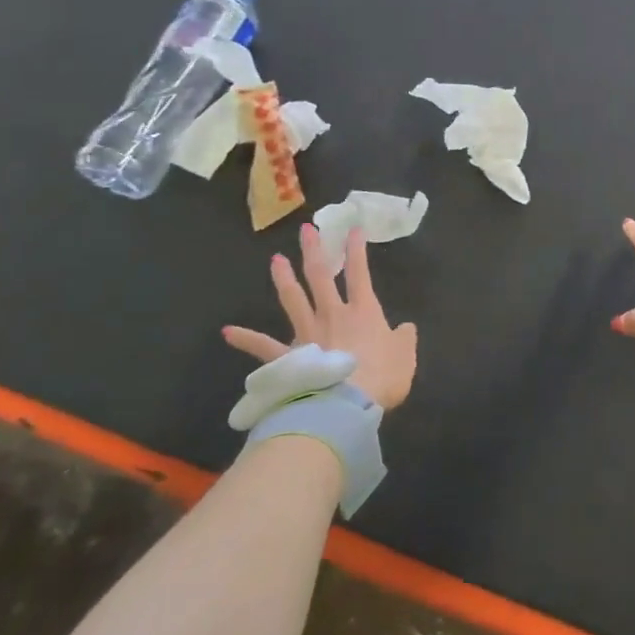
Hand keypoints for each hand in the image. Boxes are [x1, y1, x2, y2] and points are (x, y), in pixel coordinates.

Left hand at [223, 225, 418, 409]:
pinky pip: (263, 346)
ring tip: (276, 259)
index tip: (353, 229)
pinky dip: (245, 338)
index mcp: (363, 311)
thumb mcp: (405, 356)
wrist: (346, 404)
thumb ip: (404, 338)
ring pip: (292, 299)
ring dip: (283, 278)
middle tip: (306, 230)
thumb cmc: (381, 377)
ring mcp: (307, 334)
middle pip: (320, 276)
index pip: (359, 273)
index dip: (357, 250)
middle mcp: (332, 314)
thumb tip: (406, 328)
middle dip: (314, 251)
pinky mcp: (288, 357)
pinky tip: (228, 331)